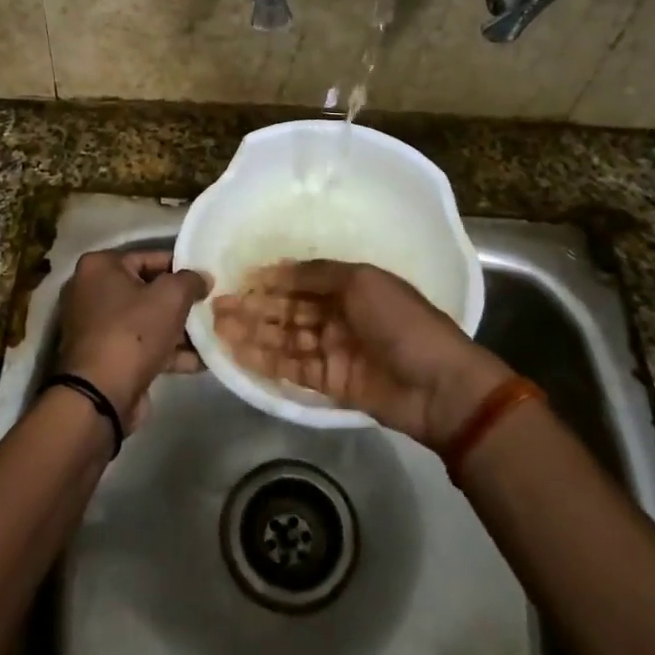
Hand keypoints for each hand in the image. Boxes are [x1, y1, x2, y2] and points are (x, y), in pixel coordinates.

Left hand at [57, 249, 210, 431]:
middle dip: (181, 302)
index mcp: (100, 267)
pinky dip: (169, 352)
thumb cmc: (133, 332)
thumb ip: (191, 280)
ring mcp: (98, 327)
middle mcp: (92, 292)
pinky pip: (144, 346)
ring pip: (148, 321)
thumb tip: (202, 278)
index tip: (207, 279)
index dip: (182, 268)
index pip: (149, 257)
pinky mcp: (108, 357)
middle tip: (212, 306)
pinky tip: (201, 361)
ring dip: (180, 330)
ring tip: (213, 334)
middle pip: (148, 290)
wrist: (101, 395)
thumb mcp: (170, 296)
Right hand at [210, 260, 510, 448]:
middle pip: (288, 310)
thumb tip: (277, 269)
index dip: (271, 280)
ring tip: (217, 326)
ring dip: (252, 332)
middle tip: (216, 305)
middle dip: (254, 307)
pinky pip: (291, 368)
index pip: (302, 281)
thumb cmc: (402, 322)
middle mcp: (338, 316)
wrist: (438, 385)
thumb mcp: (362, 282)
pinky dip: (264, 361)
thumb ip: (317, 274)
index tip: (239, 278)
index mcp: (350, 287)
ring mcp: (333, 351)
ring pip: (284, 339)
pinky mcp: (329, 383)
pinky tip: (237, 353)